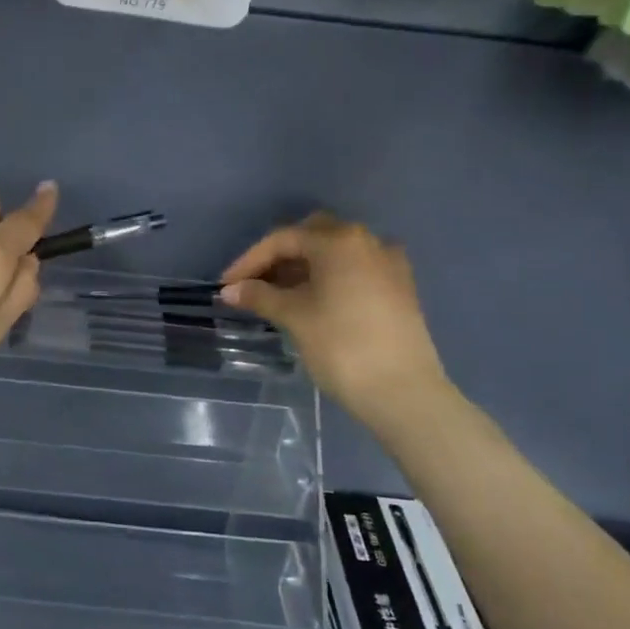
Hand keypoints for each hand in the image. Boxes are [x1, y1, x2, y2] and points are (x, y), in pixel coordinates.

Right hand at [219, 213, 447, 413]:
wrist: (402, 391)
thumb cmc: (341, 346)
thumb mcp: (294, 317)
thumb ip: (260, 296)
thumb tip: (230, 290)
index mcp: (339, 241)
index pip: (283, 239)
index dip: (250, 260)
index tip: (226, 285)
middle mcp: (367, 241)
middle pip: (312, 237)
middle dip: (280, 257)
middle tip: (254, 284)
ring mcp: (388, 263)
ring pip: (336, 253)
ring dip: (304, 268)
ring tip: (278, 296)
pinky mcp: (400, 287)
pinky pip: (355, 270)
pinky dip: (330, 277)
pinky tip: (314, 301)